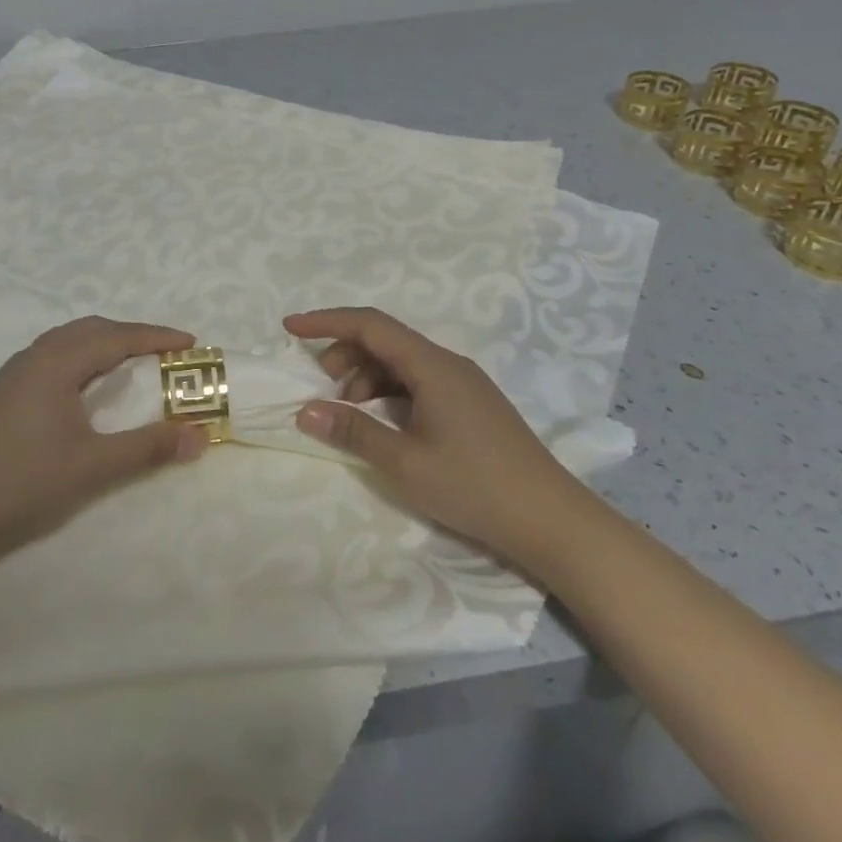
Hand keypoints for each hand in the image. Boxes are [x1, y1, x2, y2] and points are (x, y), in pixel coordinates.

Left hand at [0, 317, 208, 565]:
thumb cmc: (24, 484)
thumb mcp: (94, 467)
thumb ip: (148, 447)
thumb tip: (200, 435)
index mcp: (56, 362)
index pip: (117, 337)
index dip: (157, 337)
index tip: (191, 343)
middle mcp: (34, 356)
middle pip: (92, 330)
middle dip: (132, 335)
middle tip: (166, 354)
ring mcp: (13, 373)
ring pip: (68, 341)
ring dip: (105, 344)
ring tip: (133, 364)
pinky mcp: (3, 392)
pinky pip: (53, 356)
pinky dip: (82, 358)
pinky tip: (86, 387)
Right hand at [285, 307, 597, 575]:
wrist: (551, 520)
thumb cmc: (473, 486)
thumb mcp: (403, 463)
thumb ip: (352, 431)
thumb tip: (305, 410)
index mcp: (432, 365)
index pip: (370, 324)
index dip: (326, 321)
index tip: (290, 328)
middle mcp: (448, 363)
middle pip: (385, 340)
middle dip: (344, 353)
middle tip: (321, 386)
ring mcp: (463, 383)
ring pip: (401, 362)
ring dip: (366, 376)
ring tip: (349, 411)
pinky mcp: (471, 404)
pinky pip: (418, 381)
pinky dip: (389, 392)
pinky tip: (383, 422)